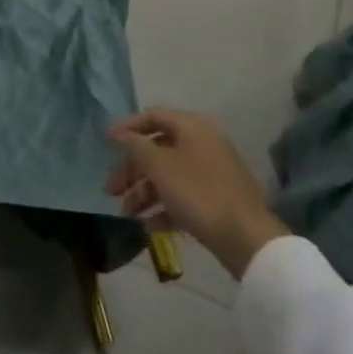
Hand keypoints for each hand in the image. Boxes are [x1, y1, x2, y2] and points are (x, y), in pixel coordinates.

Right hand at [106, 108, 287, 278]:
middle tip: (111, 190)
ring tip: (127, 214)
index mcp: (192, 127)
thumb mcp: (160, 166)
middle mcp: (202, 143)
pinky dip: (164, 207)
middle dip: (132, 170)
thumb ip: (136, 146)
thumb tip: (121, 134)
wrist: (246, 238)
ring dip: (145, 192)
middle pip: (158, 149)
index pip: (153, 116)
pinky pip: (183, 196)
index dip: (128, 127)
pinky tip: (148, 226)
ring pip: (169, 175)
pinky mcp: (216, 199)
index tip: (106, 143)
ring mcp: (211, 172)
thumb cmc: (198, 193)